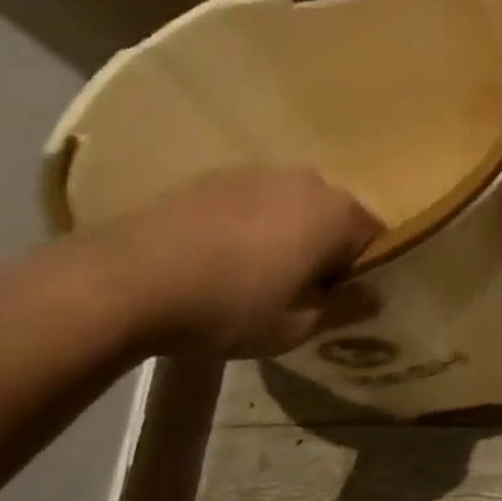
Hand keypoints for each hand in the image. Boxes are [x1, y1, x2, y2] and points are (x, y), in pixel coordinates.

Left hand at [94, 168, 381, 356]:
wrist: (125, 280)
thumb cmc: (229, 307)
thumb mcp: (295, 326)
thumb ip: (344, 309)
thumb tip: (373, 297)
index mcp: (338, 214)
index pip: (376, 238)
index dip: (365, 271)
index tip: (342, 300)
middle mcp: (308, 182)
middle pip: (335, 217)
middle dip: (327, 249)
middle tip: (302, 290)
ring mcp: (259, 173)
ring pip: (293, 207)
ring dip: (289, 235)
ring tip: (257, 274)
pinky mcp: (214, 176)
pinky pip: (253, 202)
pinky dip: (251, 225)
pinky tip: (220, 258)